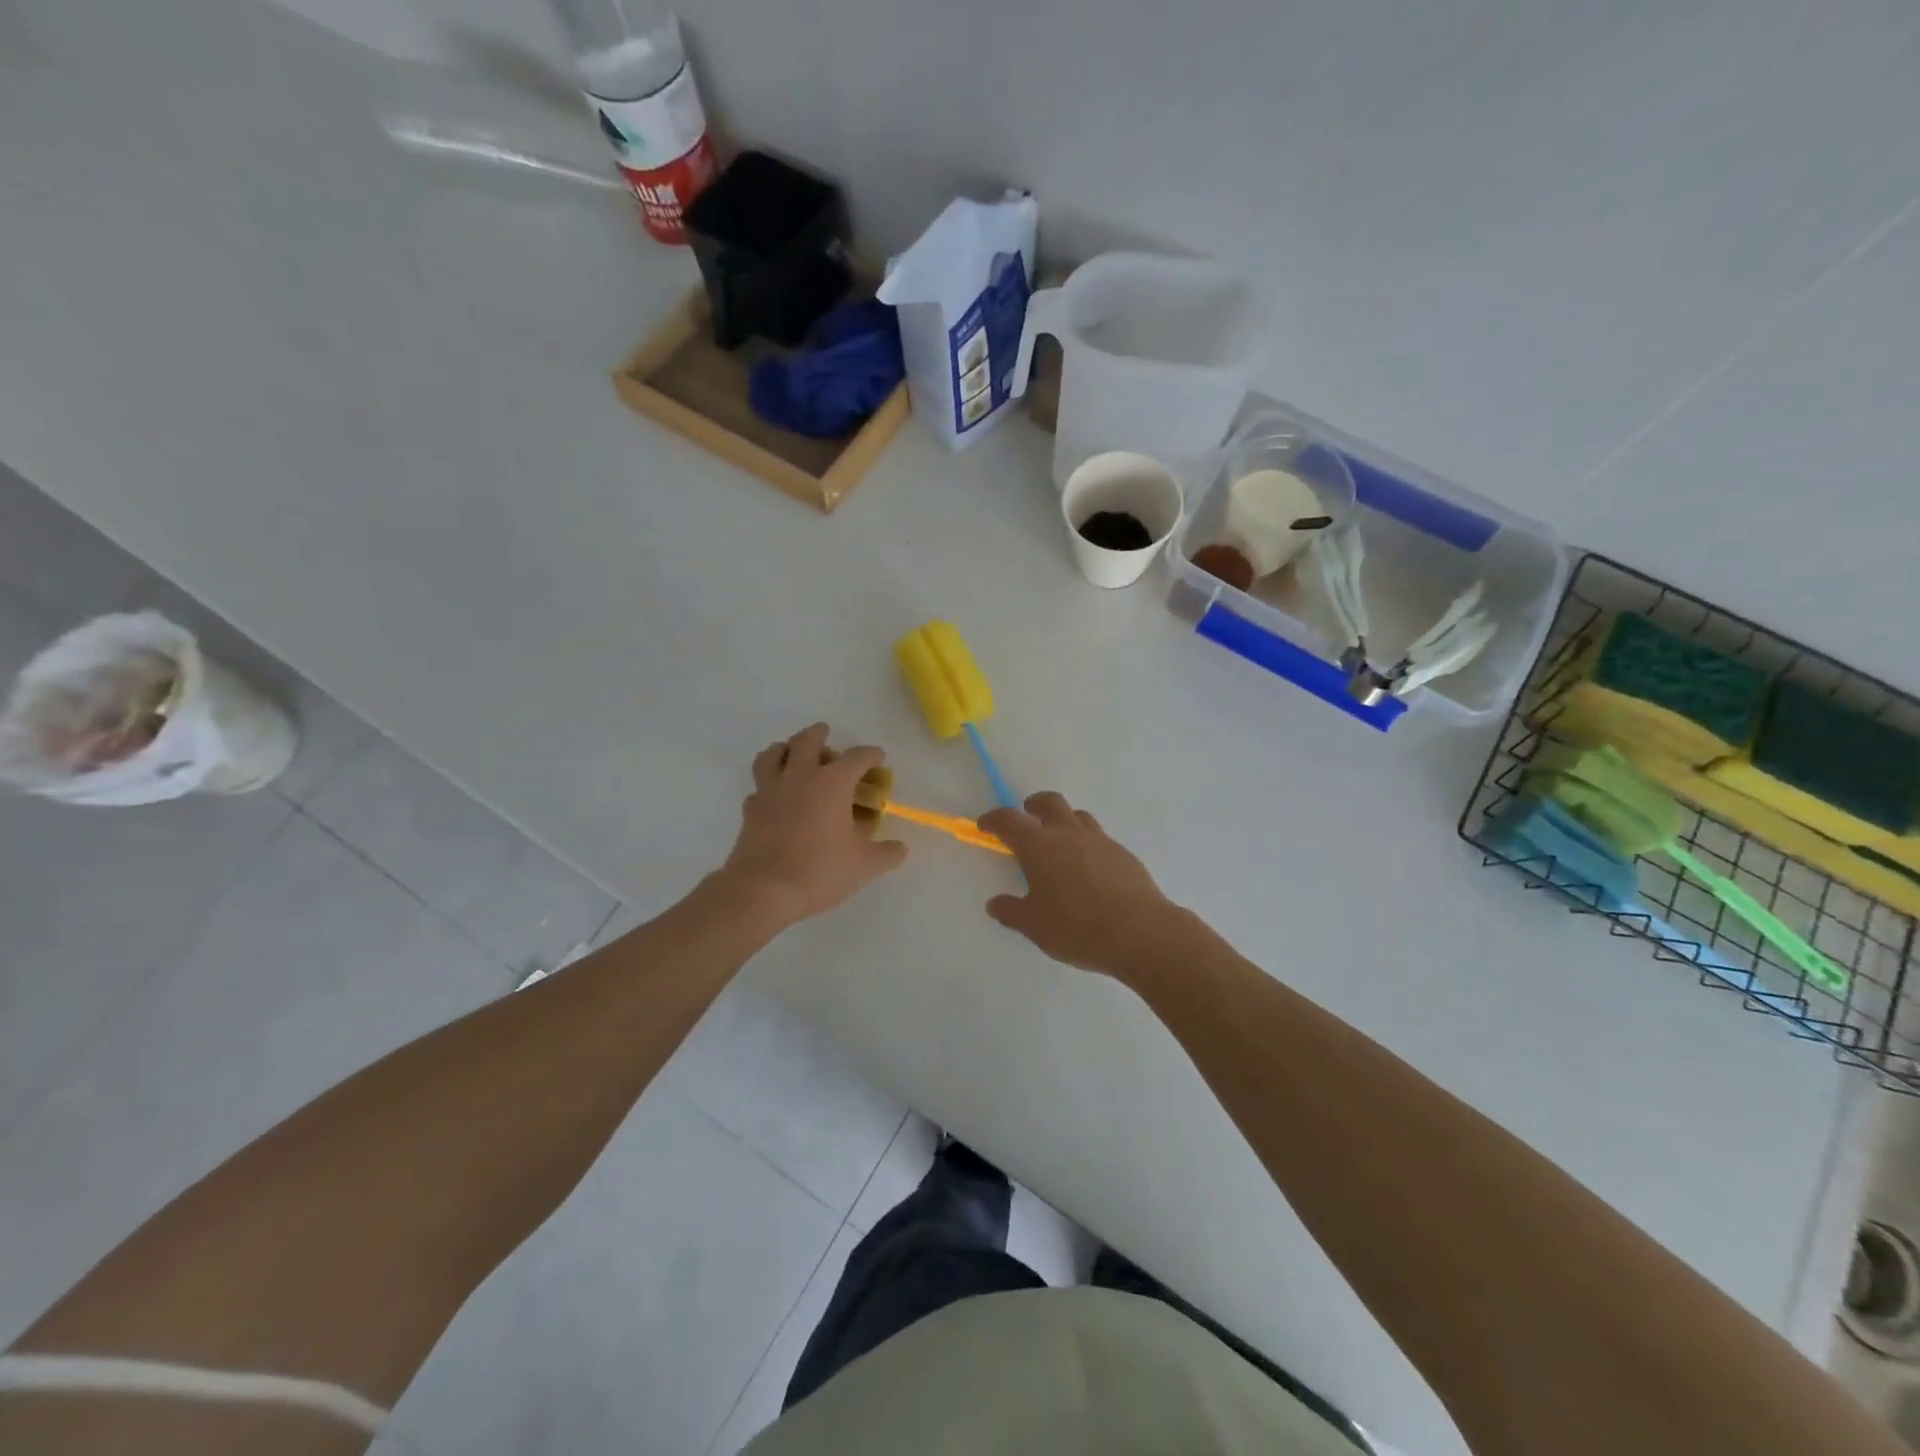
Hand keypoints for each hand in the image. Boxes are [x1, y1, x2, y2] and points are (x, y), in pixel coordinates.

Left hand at [720, 723, 907, 930]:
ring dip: (785, 748)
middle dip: (819, 734)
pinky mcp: (751, 810)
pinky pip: (759, 787)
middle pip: (806, 741)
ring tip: (792, 754)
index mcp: (832, 783)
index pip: (856, 757)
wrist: (762, 890)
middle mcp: (800, 777)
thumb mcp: (864, 866)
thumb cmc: (819, 871)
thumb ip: (887, 854)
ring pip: (773, 754)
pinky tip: (776, 798)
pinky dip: (769, 786)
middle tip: (825, 733)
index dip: (870, 754)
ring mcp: (770, 791)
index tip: (878, 757)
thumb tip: (900, 848)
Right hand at [979, 792, 1180, 978]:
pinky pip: (1100, 839)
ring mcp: (1100, 841)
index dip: (994, 819)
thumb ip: (1011, 911)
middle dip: (1034, 805)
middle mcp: (1069, 834)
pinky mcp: (1124, 854)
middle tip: (1028, 816)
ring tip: (1060, 843)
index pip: (1010, 820)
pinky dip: (1087, 844)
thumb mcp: (1034, 926)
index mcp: (1039, 846)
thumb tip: (995, 903)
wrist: (1141, 932)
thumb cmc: (1077, 928)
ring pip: (1078, 816)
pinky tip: (1089, 870)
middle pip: (1050, 803)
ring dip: (1064, 821)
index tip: (986, 825)